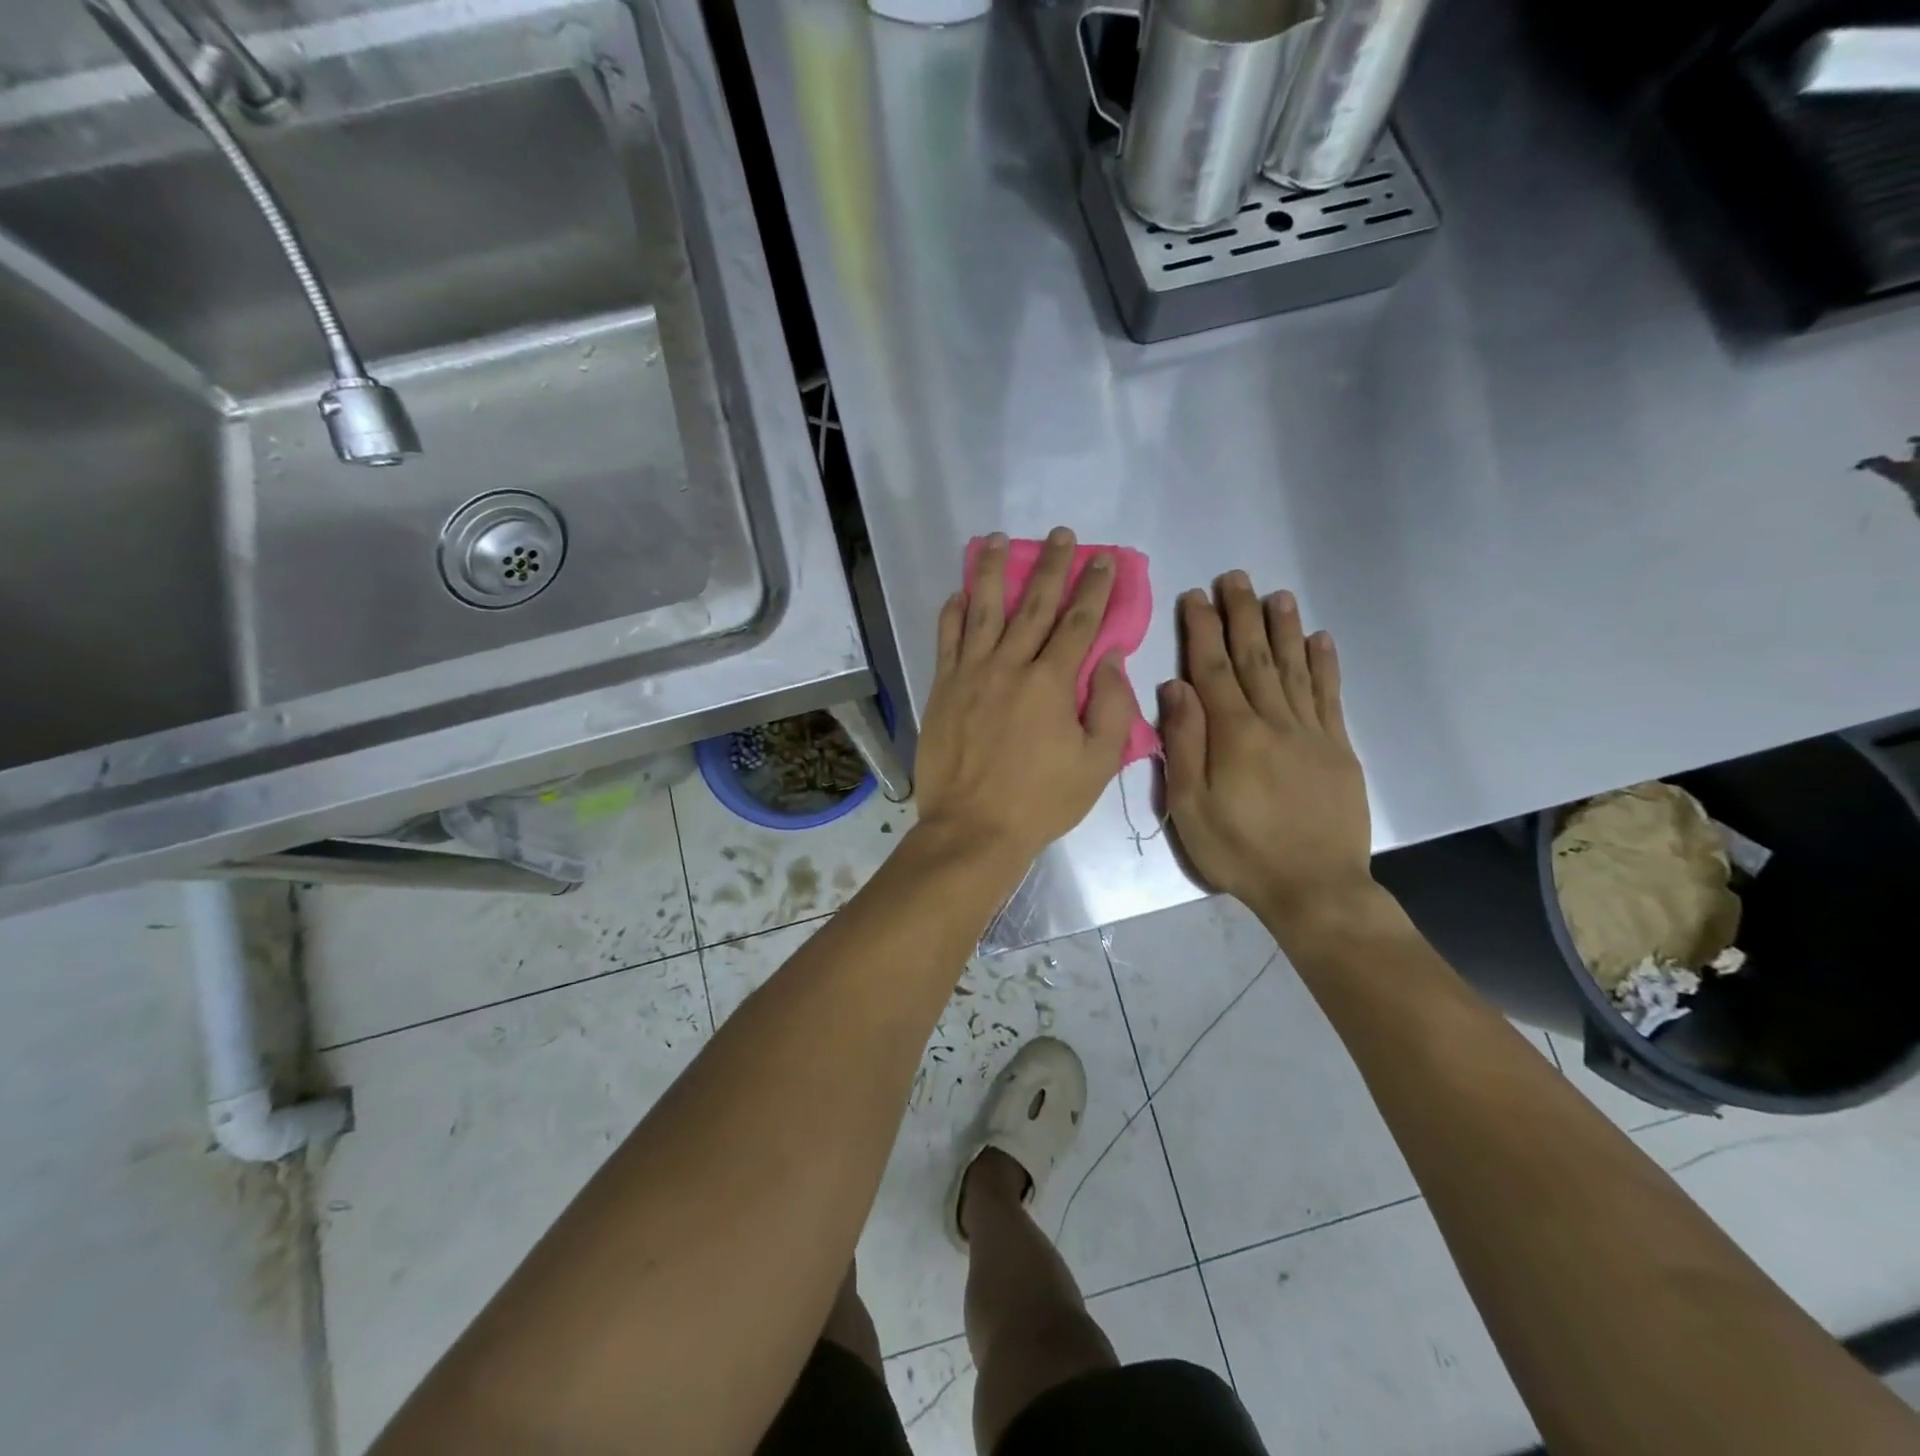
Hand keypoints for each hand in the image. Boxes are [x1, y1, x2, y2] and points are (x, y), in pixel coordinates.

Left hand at [914, 528, 1133, 867]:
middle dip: (1051, 566)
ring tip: (998, 540)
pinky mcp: (942, 688)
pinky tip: (958, 593)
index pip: (1079, 623)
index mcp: (1051, 683)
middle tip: (1061, 535)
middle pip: (1034, 605)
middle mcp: (1009, 666)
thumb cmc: (1041, 801)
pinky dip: (953, 613)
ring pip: (983, 610)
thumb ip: (1111, 708)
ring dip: (992, 571)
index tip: (1103, 559)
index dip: (1094, 588)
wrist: (973, 828)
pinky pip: (947, 640)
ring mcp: (970, 674)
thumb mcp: (1097, 764)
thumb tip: (1109, 659)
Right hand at [1160, 573, 1373, 930]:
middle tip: (1236, 577)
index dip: (1202, 630)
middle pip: (1255, 658)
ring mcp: (1312, 733)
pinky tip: (1321, 639)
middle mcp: (1274, 721)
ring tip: (1277, 595)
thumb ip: (1183, 743)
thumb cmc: (1239, 850)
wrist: (1314, 887)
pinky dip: (1325, 665)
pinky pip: (1330, 697)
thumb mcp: (1190, 806)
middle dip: (1242, 615)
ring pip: (1295, 668)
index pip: (1212, 669)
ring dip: (1284, 628)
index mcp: (1234, 734)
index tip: (1195, 596)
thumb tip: (1175, 686)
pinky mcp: (1338, 749)